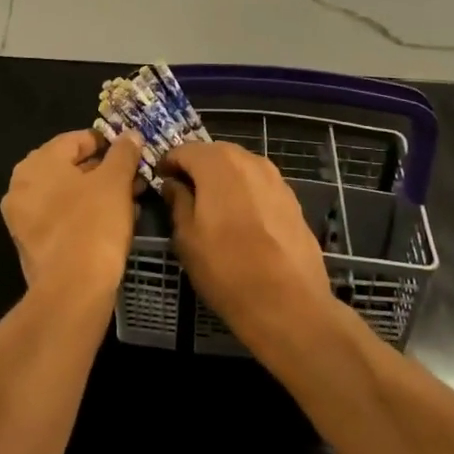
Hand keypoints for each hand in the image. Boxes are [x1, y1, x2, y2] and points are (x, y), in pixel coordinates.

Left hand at [1, 129, 143, 306]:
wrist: (72, 292)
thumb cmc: (93, 225)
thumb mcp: (115, 182)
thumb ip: (123, 153)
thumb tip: (130, 135)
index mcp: (37, 163)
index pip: (75, 140)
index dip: (106, 143)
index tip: (131, 152)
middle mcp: (21, 185)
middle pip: (69, 167)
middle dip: (104, 171)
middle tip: (133, 177)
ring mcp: (22, 217)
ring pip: (67, 194)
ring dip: (97, 194)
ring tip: (129, 200)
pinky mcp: (31, 245)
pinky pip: (61, 218)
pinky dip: (84, 215)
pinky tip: (112, 223)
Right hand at [160, 141, 336, 355]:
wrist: (289, 303)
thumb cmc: (227, 269)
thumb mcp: (187, 238)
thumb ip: (178, 202)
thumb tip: (174, 184)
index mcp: (217, 163)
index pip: (184, 150)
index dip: (169, 163)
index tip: (161, 181)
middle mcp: (248, 160)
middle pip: (214, 153)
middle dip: (197, 168)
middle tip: (184, 193)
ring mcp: (274, 177)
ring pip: (239, 167)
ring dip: (223, 179)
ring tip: (213, 207)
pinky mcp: (292, 197)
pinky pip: (259, 184)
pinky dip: (245, 192)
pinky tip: (242, 220)